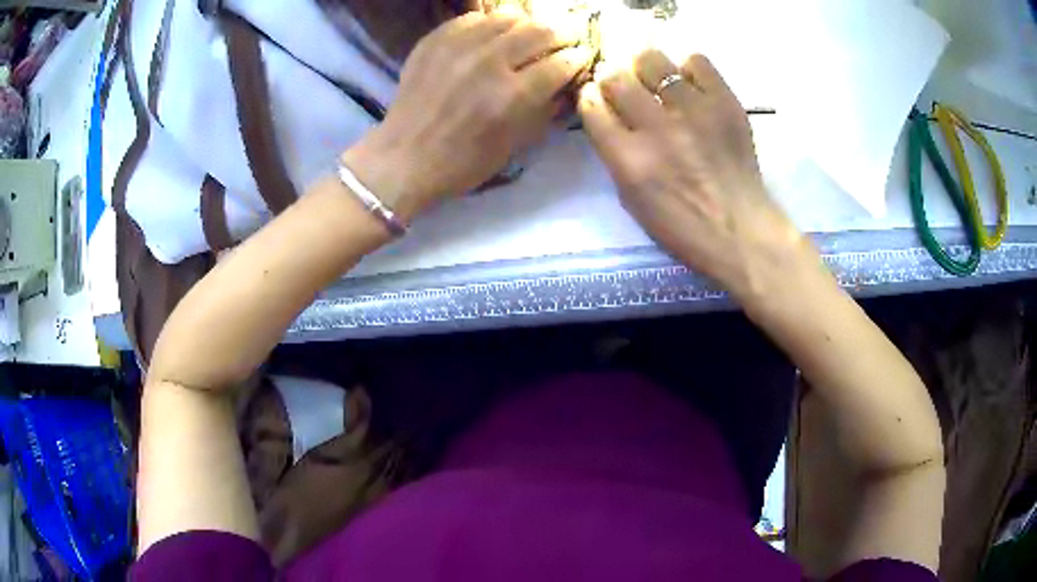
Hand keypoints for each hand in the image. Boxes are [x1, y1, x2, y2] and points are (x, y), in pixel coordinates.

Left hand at [344, 10, 593, 222]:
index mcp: (512, 96)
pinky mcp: (435, 40)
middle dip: (562, 33)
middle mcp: (489, 63)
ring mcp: (459, 47)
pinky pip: (473, 18)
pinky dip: (491, 23)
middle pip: (540, 31)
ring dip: (528, 24)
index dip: (578, 58)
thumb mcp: (514, 147)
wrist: (403, 158)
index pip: (561, 63)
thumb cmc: (462, 163)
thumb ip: (544, 110)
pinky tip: (494, 32)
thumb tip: (565, 83)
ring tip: (531, 32)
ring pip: (508, 18)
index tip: (581, 56)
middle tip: (565, 38)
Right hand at [579, 51, 812, 301]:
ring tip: (658, 82)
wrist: (742, 231)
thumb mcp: (632, 199)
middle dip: (613, 79)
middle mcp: (657, 128)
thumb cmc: (683, 226)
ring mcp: (694, 111)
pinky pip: (696, 61)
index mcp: (628, 159)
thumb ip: (614, 152)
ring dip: (646, 69)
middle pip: (615, 76)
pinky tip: (691, 87)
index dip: (591, 98)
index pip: (590, 104)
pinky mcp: (725, 103)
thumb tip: (610, 112)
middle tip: (626, 88)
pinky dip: (688, 69)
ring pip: (651, 58)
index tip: (600, 100)